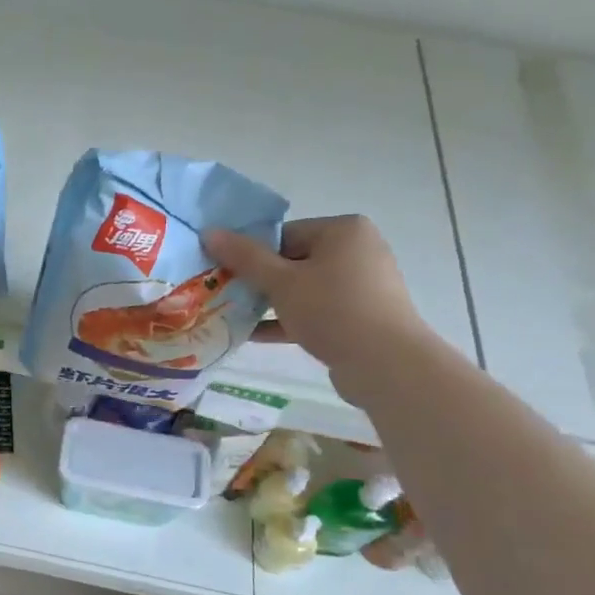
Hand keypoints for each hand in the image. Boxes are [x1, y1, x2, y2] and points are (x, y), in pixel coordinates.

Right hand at [204, 216, 434, 386]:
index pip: (284, 234)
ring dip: (269, 303)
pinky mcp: (359, 316)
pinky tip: (252, 335)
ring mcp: (360, 285)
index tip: (224, 274)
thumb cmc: (332, 310)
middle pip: (292, 261)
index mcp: (343, 231)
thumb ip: (244, 257)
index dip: (251, 254)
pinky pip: (315, 311)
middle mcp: (357, 251)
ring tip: (233, 316)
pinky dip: (287, 321)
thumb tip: (209, 232)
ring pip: (302, 289)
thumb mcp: (281, 282)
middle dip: (258, 281)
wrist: (385, 363)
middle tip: (224, 295)